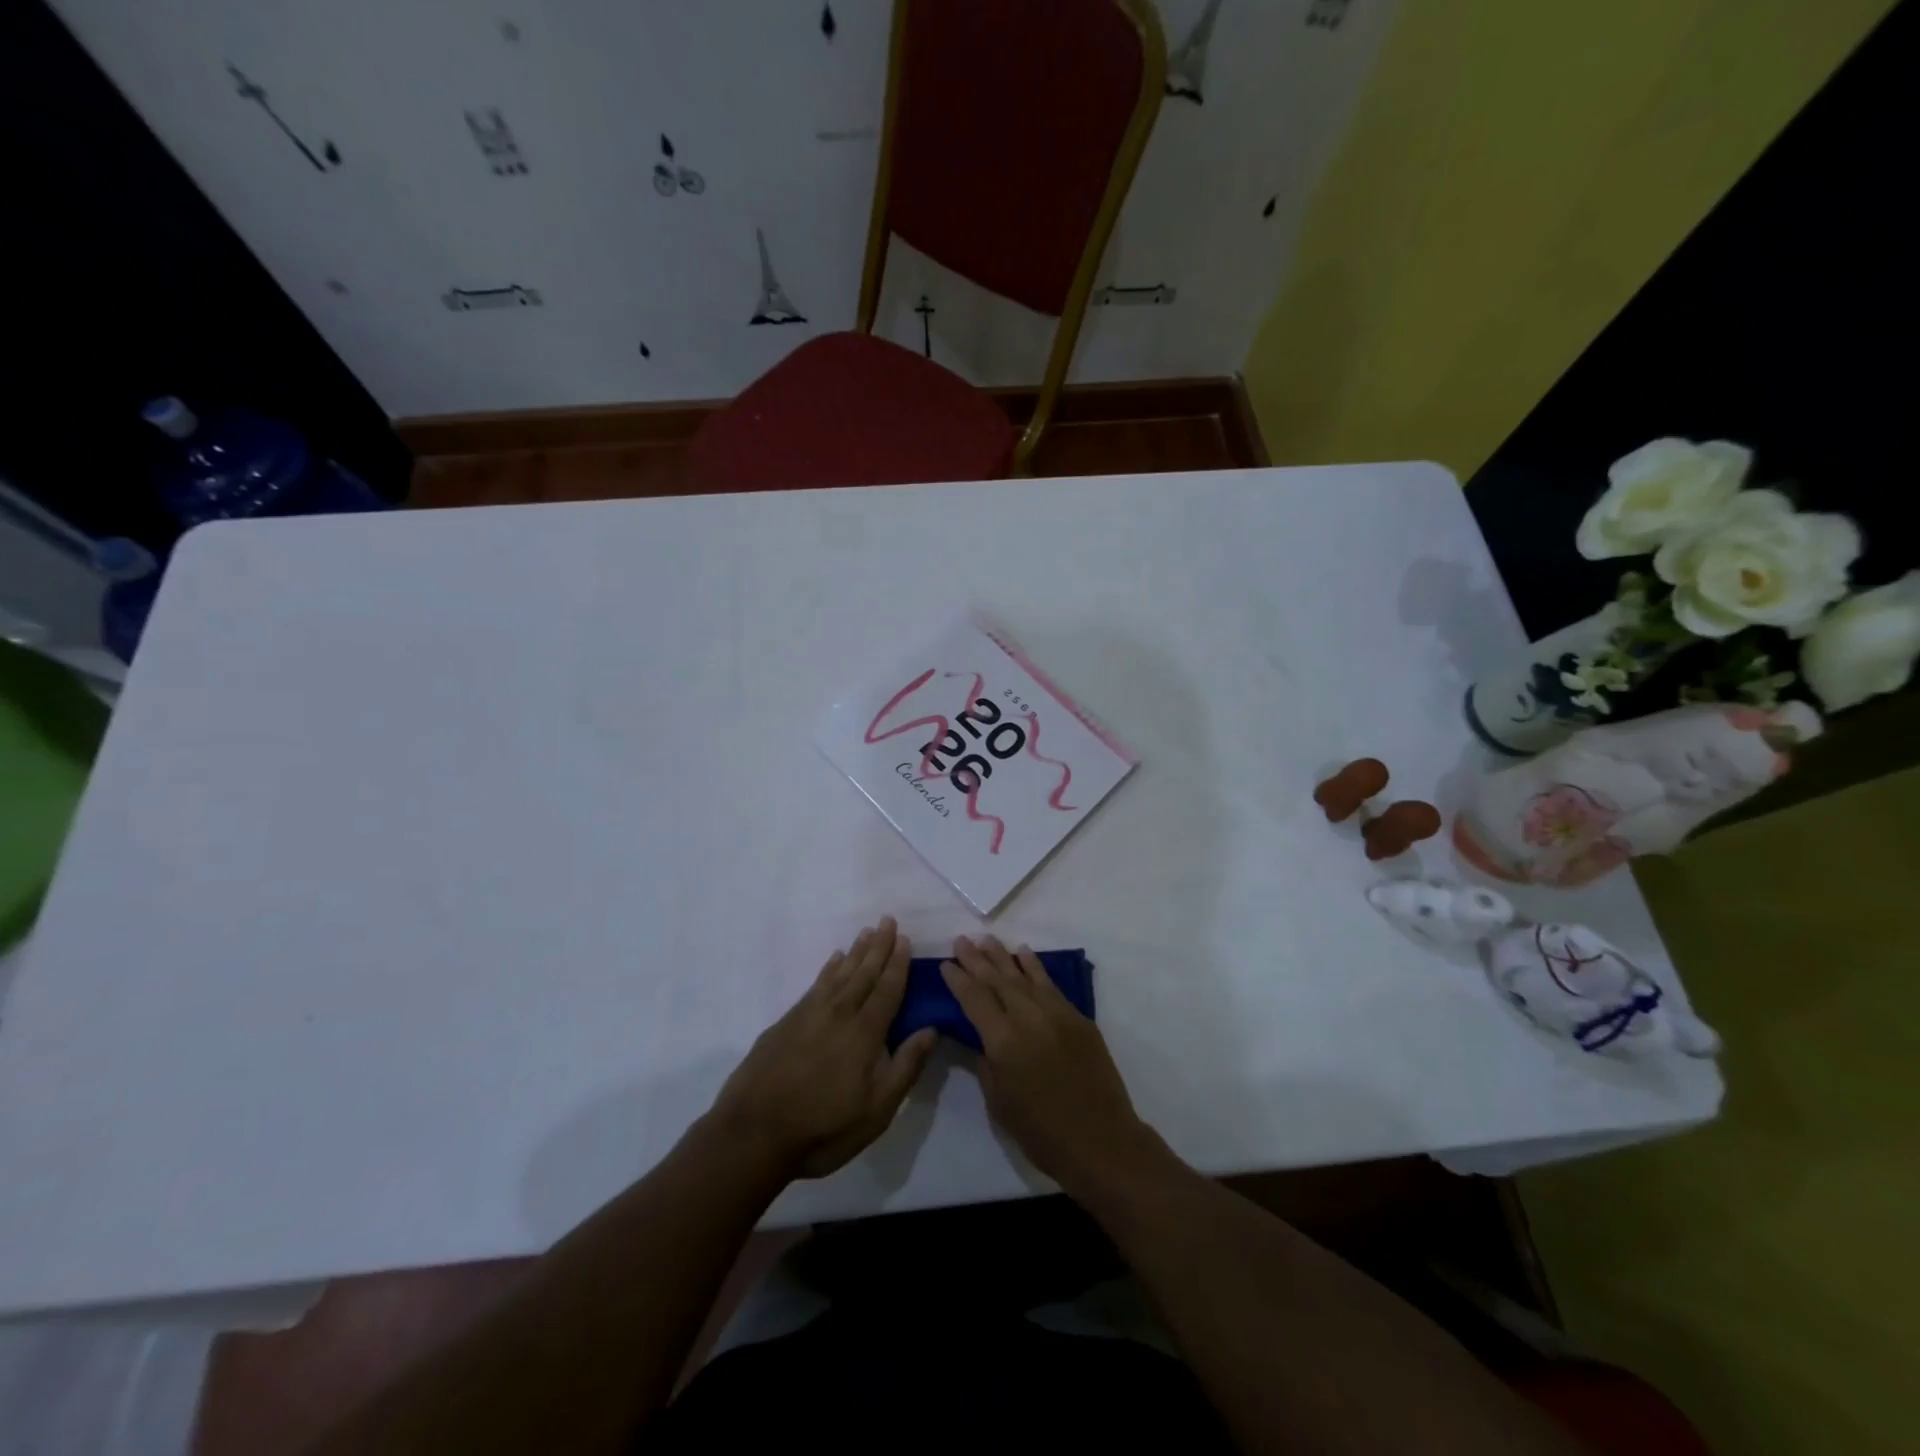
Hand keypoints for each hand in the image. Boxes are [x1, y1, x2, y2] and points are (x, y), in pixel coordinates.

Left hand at [710, 917, 937, 1180]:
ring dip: (855, 952)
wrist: (753, 1133)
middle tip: (888, 920)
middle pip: (864, 973)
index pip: (888, 989)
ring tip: (866, 932)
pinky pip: (816, 984)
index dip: (898, 963)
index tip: (905, 939)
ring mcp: (809, 1014)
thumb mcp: (877, 1109)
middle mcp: (839, 1013)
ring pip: (839, 974)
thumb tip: (931, 1028)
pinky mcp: (787, 1022)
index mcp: (865, 1032)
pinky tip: (833, 960)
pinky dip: (828, 969)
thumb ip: (905, 1066)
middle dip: (879, 946)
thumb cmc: (823, 1128)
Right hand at [940, 936, 1158, 1195]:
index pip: (974, 999)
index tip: (945, 963)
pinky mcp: (1078, 1018)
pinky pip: (1050, 985)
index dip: (958, 979)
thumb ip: (986, 1062)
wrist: (1101, 1142)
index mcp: (1004, 1042)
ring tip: (986, 940)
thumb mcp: (999, 1102)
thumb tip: (980, 1036)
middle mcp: (1029, 1018)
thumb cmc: (1042, 1133)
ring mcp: (1057, 1014)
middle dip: (976, 959)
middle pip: (997, 980)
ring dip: (1003, 957)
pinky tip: (1024, 953)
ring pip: (1024, 976)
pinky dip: (1035, 967)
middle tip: (961, 941)